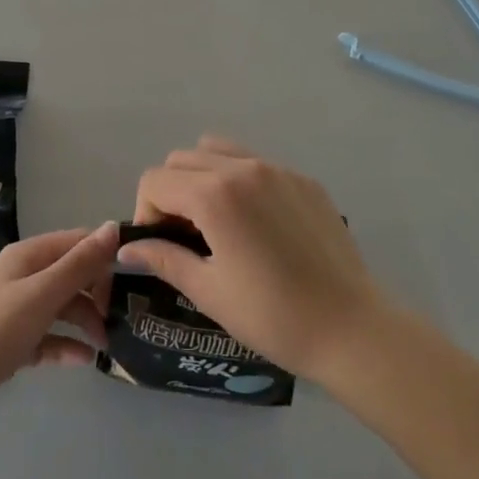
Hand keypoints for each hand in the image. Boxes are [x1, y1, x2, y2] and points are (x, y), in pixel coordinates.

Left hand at [0, 224, 118, 448]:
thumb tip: (114, 226)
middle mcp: (21, 277)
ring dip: (84, 321)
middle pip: (70, 275)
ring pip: (60, 308)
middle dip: (96, 293)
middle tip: (120, 318)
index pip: (76, 242)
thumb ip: (80, 263)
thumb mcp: (43, 293)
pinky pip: (47, 338)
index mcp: (27, 256)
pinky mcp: (10, 345)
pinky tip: (84, 361)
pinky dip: (65, 345)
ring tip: (107, 345)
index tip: (134, 276)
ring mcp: (14, 312)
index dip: (105, 254)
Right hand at [120, 137, 383, 384]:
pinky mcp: (303, 179)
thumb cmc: (273, 316)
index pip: (155, 181)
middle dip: (171, 192)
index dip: (146, 214)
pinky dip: (239, 181)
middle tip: (185, 236)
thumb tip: (128, 249)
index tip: (161, 247)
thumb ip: (164, 259)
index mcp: (215, 194)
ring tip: (216, 222)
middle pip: (182, 159)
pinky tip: (256, 225)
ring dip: (202, 177)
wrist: (351, 327)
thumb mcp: (209, 292)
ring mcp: (277, 169)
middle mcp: (243, 167)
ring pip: (218, 151)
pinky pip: (255, 163)